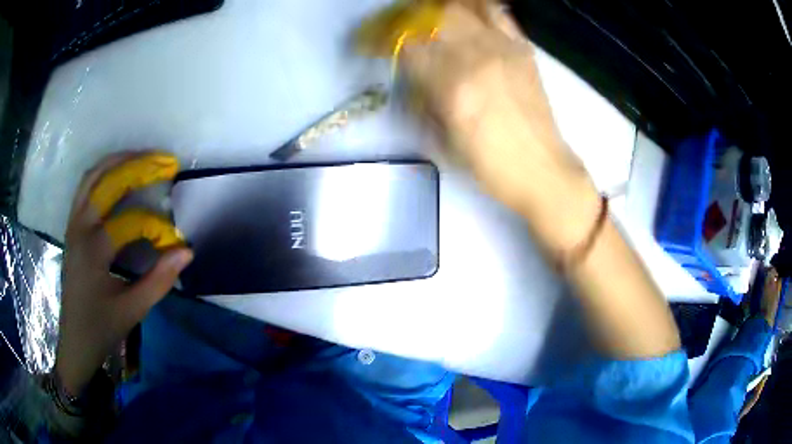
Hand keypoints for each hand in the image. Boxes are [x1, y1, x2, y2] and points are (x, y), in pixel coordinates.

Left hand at [56, 152, 192, 394]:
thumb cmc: (102, 327)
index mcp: (93, 249)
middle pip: (108, 180)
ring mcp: (73, 223)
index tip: (175, 242)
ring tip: (144, 157)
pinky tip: (118, 174)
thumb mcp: (133, 310)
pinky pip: (85, 187)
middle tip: (166, 161)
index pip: (131, 221)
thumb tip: (186, 252)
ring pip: (93, 176)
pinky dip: (103, 173)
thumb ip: (160, 280)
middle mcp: (80, 227)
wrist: (75, 341)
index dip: (157, 227)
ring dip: (118, 161)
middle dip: (139, 166)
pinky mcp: (72, 227)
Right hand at [401, 3, 600, 250]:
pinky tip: (468, 16)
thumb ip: (423, 99)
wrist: (541, 168)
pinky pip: (497, 14)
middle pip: (431, 17)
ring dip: (439, 10)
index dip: (382, 41)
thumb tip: (411, 74)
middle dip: (406, 18)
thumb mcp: (442, 139)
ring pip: (462, 8)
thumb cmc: (490, 165)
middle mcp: (475, 57)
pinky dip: (477, 8)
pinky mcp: (522, 49)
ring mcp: (502, 48)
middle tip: (399, 28)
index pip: (406, 45)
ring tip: (430, 19)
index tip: (372, 44)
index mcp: (451, 85)